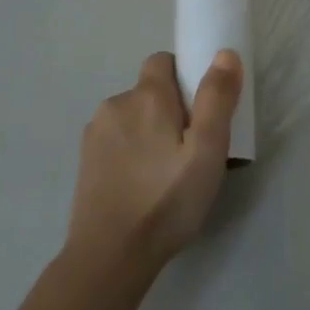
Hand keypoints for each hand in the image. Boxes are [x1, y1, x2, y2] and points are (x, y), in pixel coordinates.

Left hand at [67, 50, 242, 269]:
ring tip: (168, 171)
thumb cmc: (167, 200)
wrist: (110, 256)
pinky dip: (133, 151)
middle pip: (150, 91)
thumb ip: (217, 98)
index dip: (185, 76)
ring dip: (151, 130)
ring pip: (133, 117)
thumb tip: (224, 53)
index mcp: (146, 97)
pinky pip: (117, 140)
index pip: (163, 61)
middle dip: (172, 108)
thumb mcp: (207, 150)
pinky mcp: (85, 161)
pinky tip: (144, 183)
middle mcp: (115, 105)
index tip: (203, 108)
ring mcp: (95, 134)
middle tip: (193, 147)